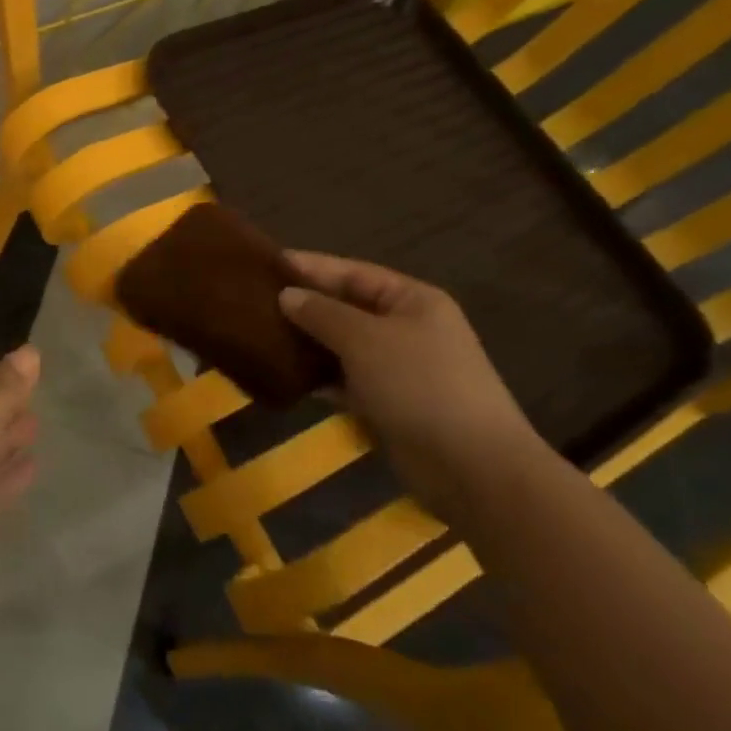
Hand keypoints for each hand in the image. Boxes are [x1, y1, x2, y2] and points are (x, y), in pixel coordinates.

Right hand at [279, 253, 542, 522]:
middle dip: (307, 305)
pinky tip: (289, 376)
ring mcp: (402, 369)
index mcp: (412, 300)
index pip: (354, 272)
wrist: (473, 468)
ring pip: (346, 346)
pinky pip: (349, 381)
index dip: (312, 267)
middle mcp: (408, 328)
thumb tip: (287, 295)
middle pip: (348, 308)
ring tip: (263, 335)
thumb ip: (322, 314)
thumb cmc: (420, 385)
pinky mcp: (392, 405)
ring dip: (310, 343)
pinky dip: (322, 378)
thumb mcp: (365, 340)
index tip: (269, 262)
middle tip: (257, 300)